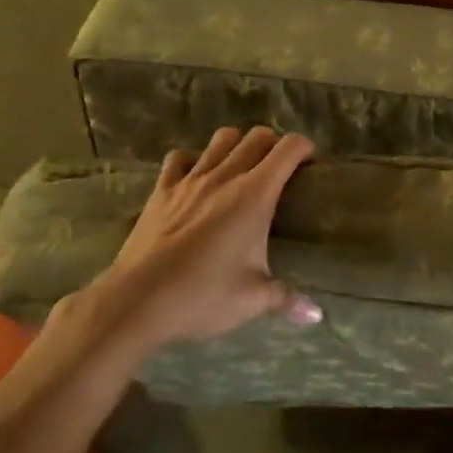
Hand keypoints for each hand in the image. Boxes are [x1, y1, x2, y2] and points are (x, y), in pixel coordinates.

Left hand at [38, 127, 321, 395]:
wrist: (136, 302)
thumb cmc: (202, 296)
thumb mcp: (252, 300)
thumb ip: (287, 299)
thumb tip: (316, 315)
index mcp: (254, 194)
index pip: (288, 149)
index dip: (304, 148)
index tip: (311, 162)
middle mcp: (225, 176)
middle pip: (257, 136)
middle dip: (274, 144)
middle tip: (279, 168)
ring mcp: (190, 180)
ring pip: (221, 139)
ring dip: (236, 145)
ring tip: (240, 166)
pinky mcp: (162, 190)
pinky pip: (178, 159)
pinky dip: (191, 161)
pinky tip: (194, 178)